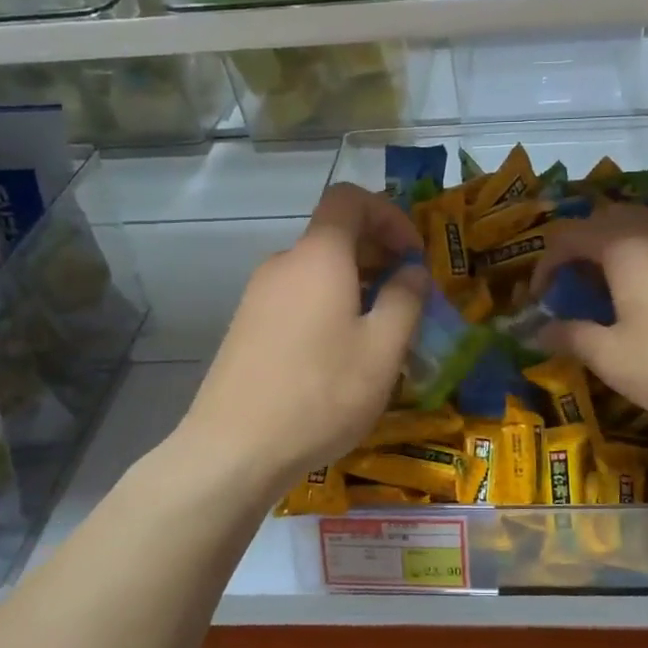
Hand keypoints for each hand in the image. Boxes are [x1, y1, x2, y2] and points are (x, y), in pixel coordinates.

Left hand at [180, 184, 426, 490]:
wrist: (234, 449)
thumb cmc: (321, 394)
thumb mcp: (383, 350)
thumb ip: (406, 300)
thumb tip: (412, 271)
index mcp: (318, 256)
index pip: (350, 198)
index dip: (389, 214)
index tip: (412, 254)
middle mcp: (283, 264)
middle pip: (334, 235)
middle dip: (378, 255)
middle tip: (407, 298)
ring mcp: (258, 296)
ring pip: (317, 271)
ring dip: (355, 286)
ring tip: (378, 334)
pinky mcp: (246, 327)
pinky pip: (297, 298)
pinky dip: (327, 307)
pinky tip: (339, 356)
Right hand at [528, 205, 647, 430]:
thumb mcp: (612, 359)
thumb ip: (570, 337)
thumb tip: (537, 331)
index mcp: (625, 248)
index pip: (569, 236)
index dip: (545, 265)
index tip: (538, 299)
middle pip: (608, 219)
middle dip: (581, 247)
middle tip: (573, 286)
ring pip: (644, 229)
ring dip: (617, 251)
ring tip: (612, 291)